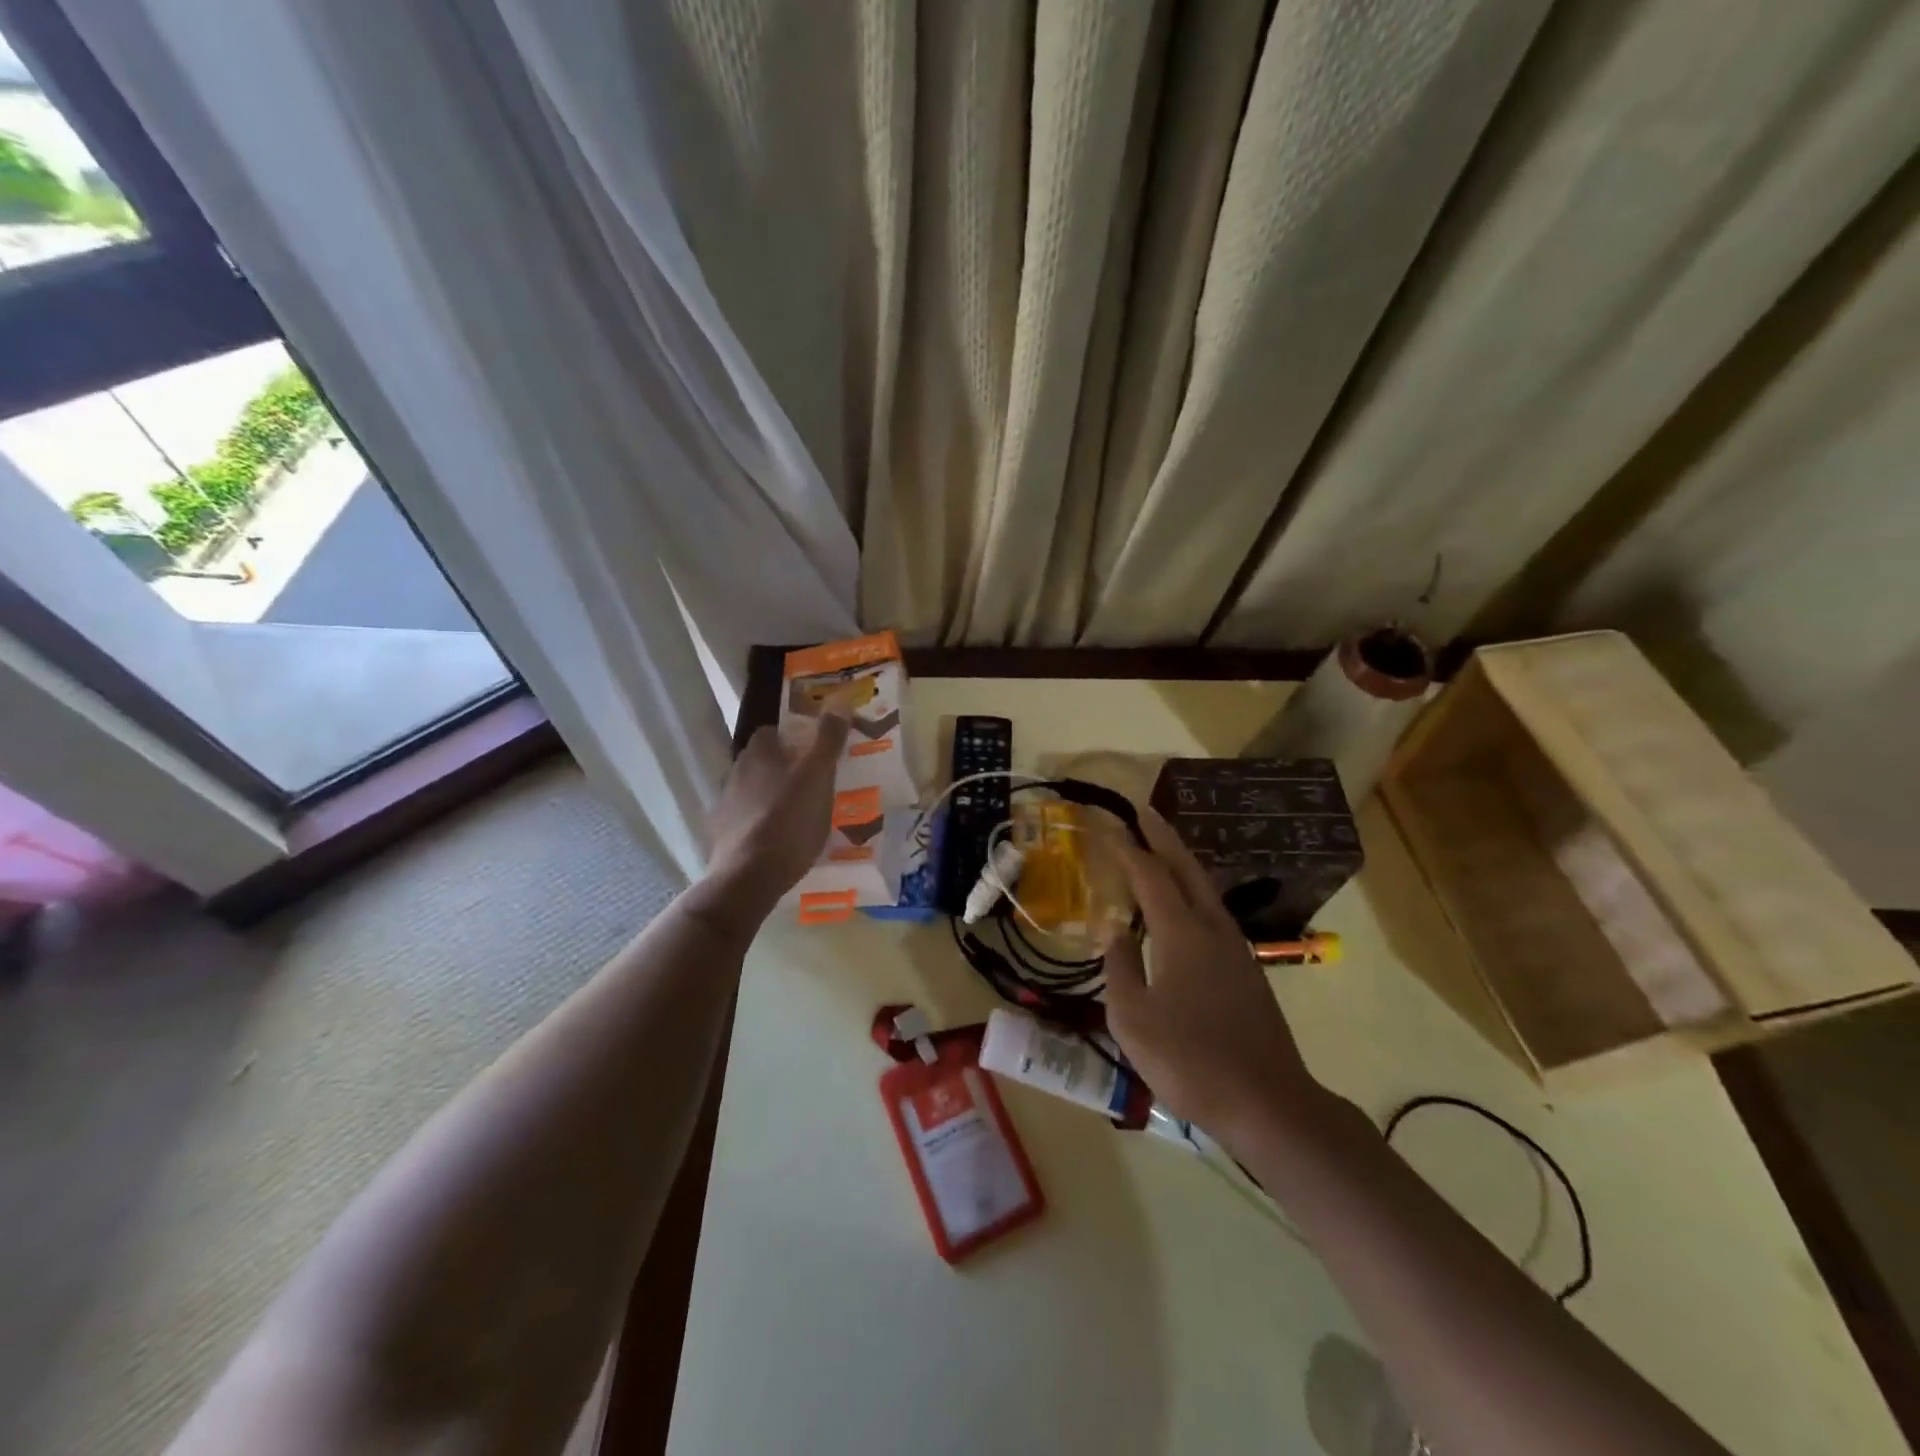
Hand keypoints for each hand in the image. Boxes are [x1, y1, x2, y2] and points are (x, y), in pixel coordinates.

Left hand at [706, 706, 849, 904]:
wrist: (749, 877)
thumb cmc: (789, 820)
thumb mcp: (818, 777)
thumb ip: (828, 740)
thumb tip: (839, 699)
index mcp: (759, 755)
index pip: (770, 731)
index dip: (791, 737)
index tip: (813, 749)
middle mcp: (736, 773)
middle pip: (761, 761)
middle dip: (782, 767)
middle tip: (812, 782)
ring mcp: (725, 806)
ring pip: (752, 791)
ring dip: (771, 796)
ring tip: (799, 814)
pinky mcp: (722, 836)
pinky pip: (745, 821)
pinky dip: (760, 824)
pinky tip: (778, 839)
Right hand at [1102, 808, 1320, 1138]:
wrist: (1267, 1103)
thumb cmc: (1189, 1061)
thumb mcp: (1132, 1019)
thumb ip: (1118, 967)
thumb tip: (1113, 930)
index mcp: (1182, 933)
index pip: (1149, 875)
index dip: (1127, 848)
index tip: (1108, 825)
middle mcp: (1212, 928)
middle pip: (1186, 868)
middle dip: (1164, 836)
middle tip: (1143, 812)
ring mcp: (1235, 947)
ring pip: (1205, 888)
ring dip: (1181, 862)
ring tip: (1159, 849)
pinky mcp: (1246, 968)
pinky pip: (1213, 911)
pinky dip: (1192, 891)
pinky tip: (1182, 906)